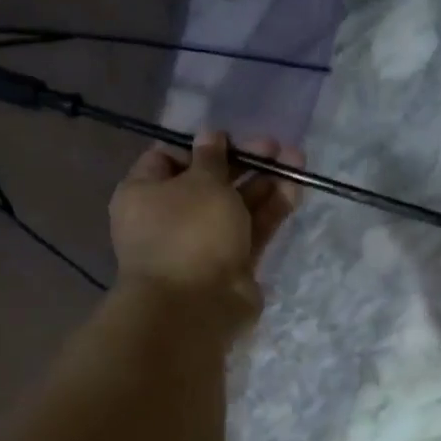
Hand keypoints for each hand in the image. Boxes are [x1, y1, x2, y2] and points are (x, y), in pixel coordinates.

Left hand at [109, 130, 303, 320]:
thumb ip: (212, 157)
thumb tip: (210, 135)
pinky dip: (271, 209)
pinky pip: (251, 229)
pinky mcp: (231, 263)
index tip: (229, 138)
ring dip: (264, 182)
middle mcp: (170, 218)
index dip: (200, 146)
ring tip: (296, 159)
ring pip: (235, 205)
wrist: (195, 306)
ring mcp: (202, 243)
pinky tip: (295, 188)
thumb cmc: (188, 231)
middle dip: (243, 162)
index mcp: (144, 194)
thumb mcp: (201, 182)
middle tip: (274, 146)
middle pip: (209, 182)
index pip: (168, 159)